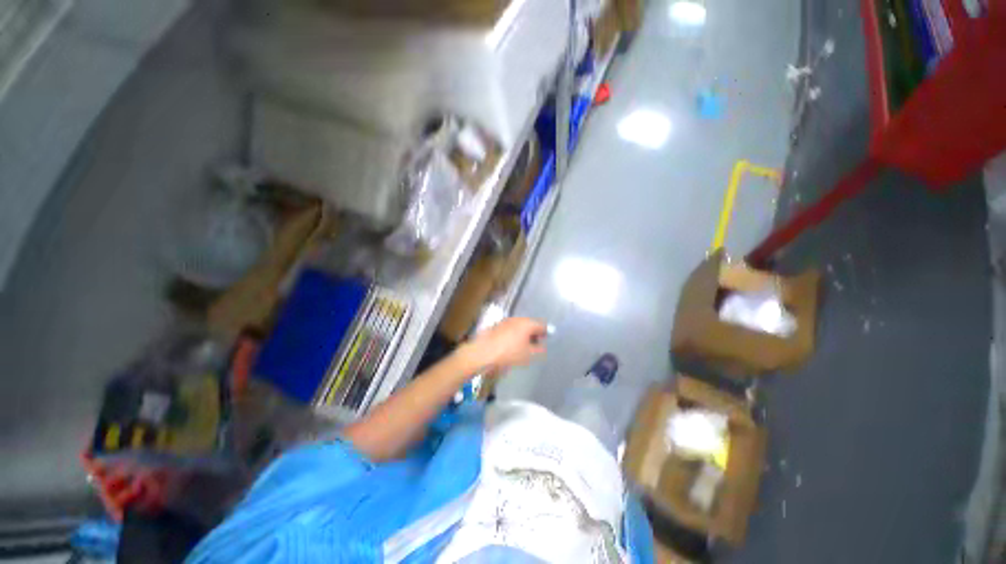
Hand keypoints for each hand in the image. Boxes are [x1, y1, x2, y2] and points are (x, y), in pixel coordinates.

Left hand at [458, 317, 546, 373]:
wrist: (483, 353)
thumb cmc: (509, 353)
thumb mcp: (528, 355)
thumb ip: (539, 349)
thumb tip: (542, 346)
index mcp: (527, 323)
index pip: (542, 325)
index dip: (546, 333)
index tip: (546, 340)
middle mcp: (517, 319)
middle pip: (530, 324)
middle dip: (534, 333)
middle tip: (535, 344)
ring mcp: (506, 321)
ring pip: (519, 326)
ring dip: (523, 334)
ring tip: (523, 346)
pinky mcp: (496, 325)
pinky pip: (510, 329)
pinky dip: (513, 335)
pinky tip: (511, 345)